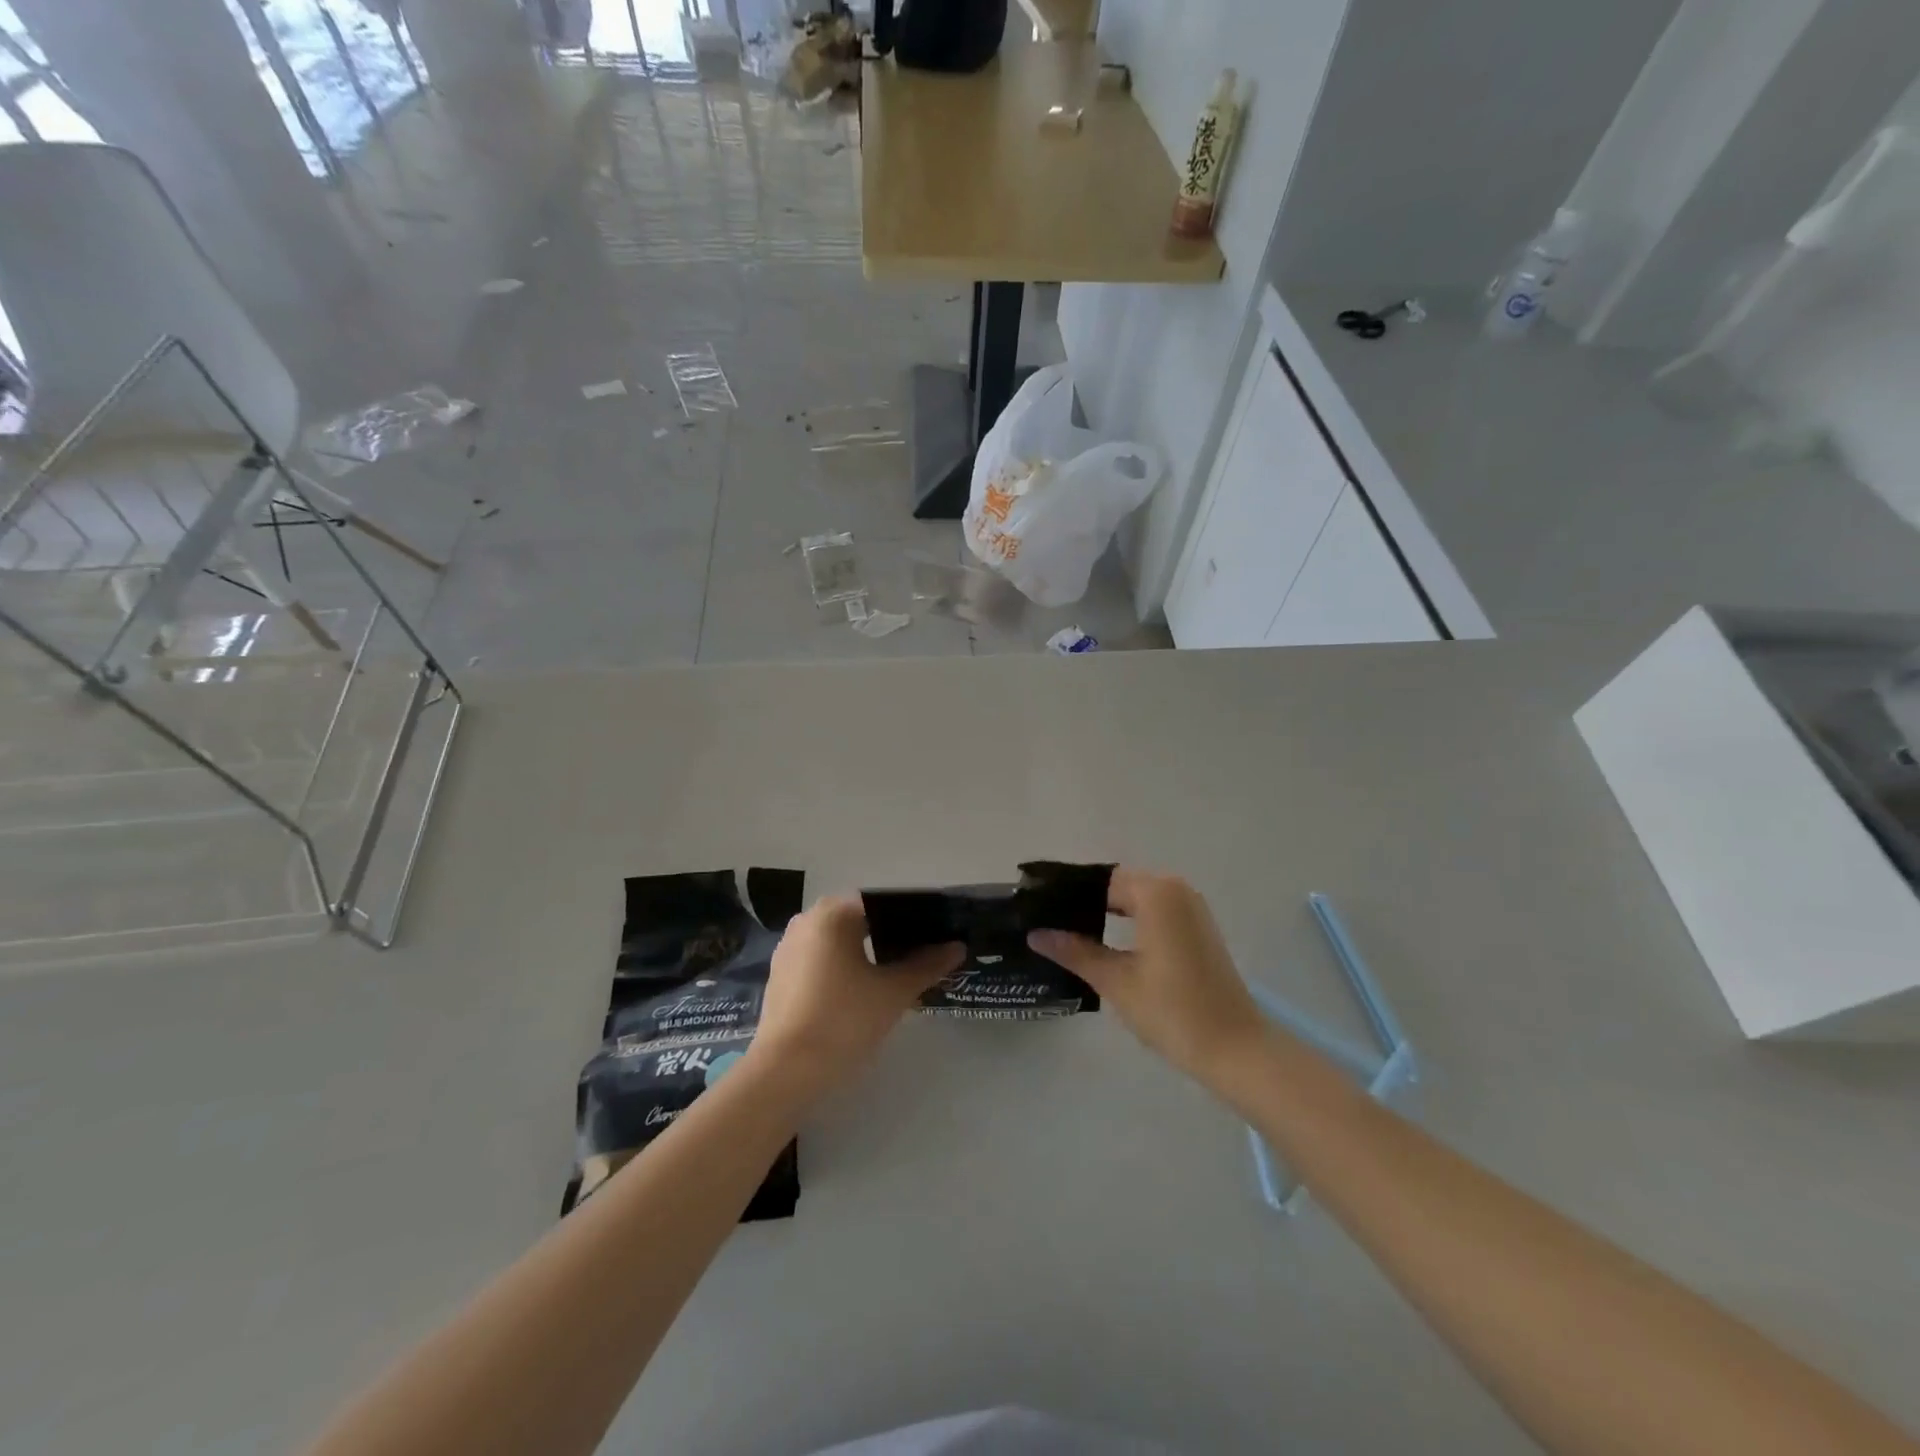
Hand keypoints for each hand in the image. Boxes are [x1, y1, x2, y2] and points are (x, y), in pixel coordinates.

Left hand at [751, 896, 962, 1093]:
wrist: (785, 1070)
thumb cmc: (844, 1019)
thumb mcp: (894, 992)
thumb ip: (927, 965)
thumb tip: (957, 947)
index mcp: (833, 913)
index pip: (882, 902)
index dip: (912, 917)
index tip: (934, 936)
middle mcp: (807, 919)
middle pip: (859, 919)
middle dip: (890, 935)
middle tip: (920, 957)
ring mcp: (789, 947)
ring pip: (839, 940)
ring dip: (865, 952)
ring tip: (895, 975)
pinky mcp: (781, 974)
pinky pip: (820, 959)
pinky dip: (842, 968)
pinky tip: (861, 991)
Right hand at [1029, 868, 1267, 1087]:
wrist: (1236, 1049)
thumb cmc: (1173, 1011)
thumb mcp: (1116, 981)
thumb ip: (1074, 952)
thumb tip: (1036, 934)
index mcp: (1156, 893)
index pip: (1099, 882)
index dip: (1067, 896)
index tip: (1037, 911)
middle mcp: (1176, 889)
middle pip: (1118, 886)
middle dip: (1084, 903)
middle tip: (1047, 924)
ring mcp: (1191, 908)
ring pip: (1136, 899)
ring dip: (1106, 913)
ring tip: (1069, 935)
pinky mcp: (1198, 928)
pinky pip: (1154, 912)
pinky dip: (1129, 922)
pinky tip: (1105, 943)